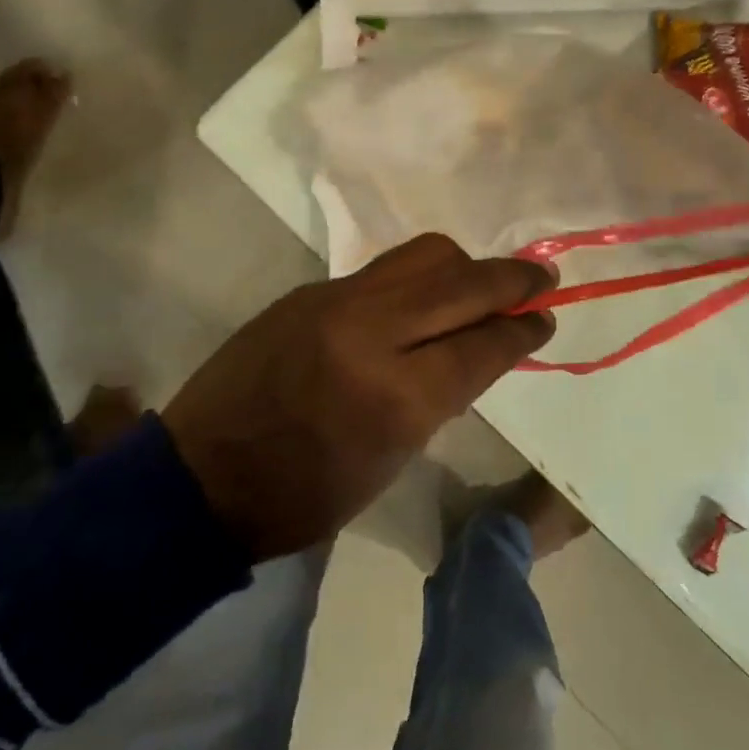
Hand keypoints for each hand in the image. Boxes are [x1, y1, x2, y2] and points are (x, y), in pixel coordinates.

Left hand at [161, 234, 553, 560]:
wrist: (202, 477)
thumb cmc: (305, 495)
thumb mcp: (391, 459)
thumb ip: (442, 394)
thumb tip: (481, 347)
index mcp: (395, 395)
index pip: (482, 343)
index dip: (522, 329)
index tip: (547, 317)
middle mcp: (369, 330)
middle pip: (462, 283)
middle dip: (512, 280)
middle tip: (542, 280)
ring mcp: (335, 300)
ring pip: (424, 255)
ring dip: (465, 267)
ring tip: (479, 285)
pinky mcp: (310, 289)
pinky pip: (383, 269)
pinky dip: (418, 278)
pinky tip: (421, 300)